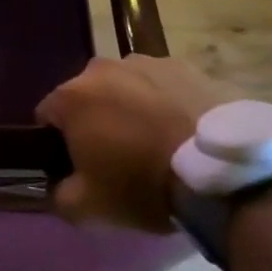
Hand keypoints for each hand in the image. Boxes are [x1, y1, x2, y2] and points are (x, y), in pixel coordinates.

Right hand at [35, 55, 234, 232]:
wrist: (225, 173)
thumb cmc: (144, 185)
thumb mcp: (89, 208)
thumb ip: (59, 195)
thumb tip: (57, 187)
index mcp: (72, 97)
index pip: (47, 116)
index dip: (58, 143)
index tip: (78, 166)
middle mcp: (102, 68)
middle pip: (87, 96)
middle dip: (95, 120)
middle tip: (119, 155)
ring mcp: (148, 63)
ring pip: (126, 87)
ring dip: (130, 108)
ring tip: (157, 142)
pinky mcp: (188, 67)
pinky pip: (163, 85)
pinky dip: (165, 102)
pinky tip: (184, 132)